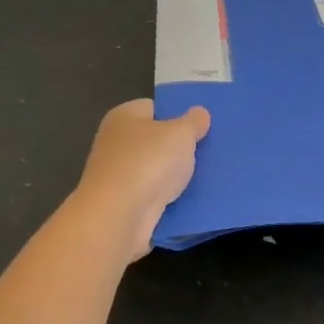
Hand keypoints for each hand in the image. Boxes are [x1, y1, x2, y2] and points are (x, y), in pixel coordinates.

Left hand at [75, 100, 209, 259]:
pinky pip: (154, 193)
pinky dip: (170, 196)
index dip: (178, 114)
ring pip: (156, 169)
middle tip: (208, 150)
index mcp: (123, 116)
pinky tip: (191, 198)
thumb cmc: (149, 162)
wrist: (119, 215)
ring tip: (207, 175)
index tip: (200, 127)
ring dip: (176, 174)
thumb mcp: (181, 133)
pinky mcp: (123, 202)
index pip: (154, 108)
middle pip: (155, 139)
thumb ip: (194, 121)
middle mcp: (115, 142)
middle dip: (179, 146)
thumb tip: (199, 113)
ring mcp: (117, 174)